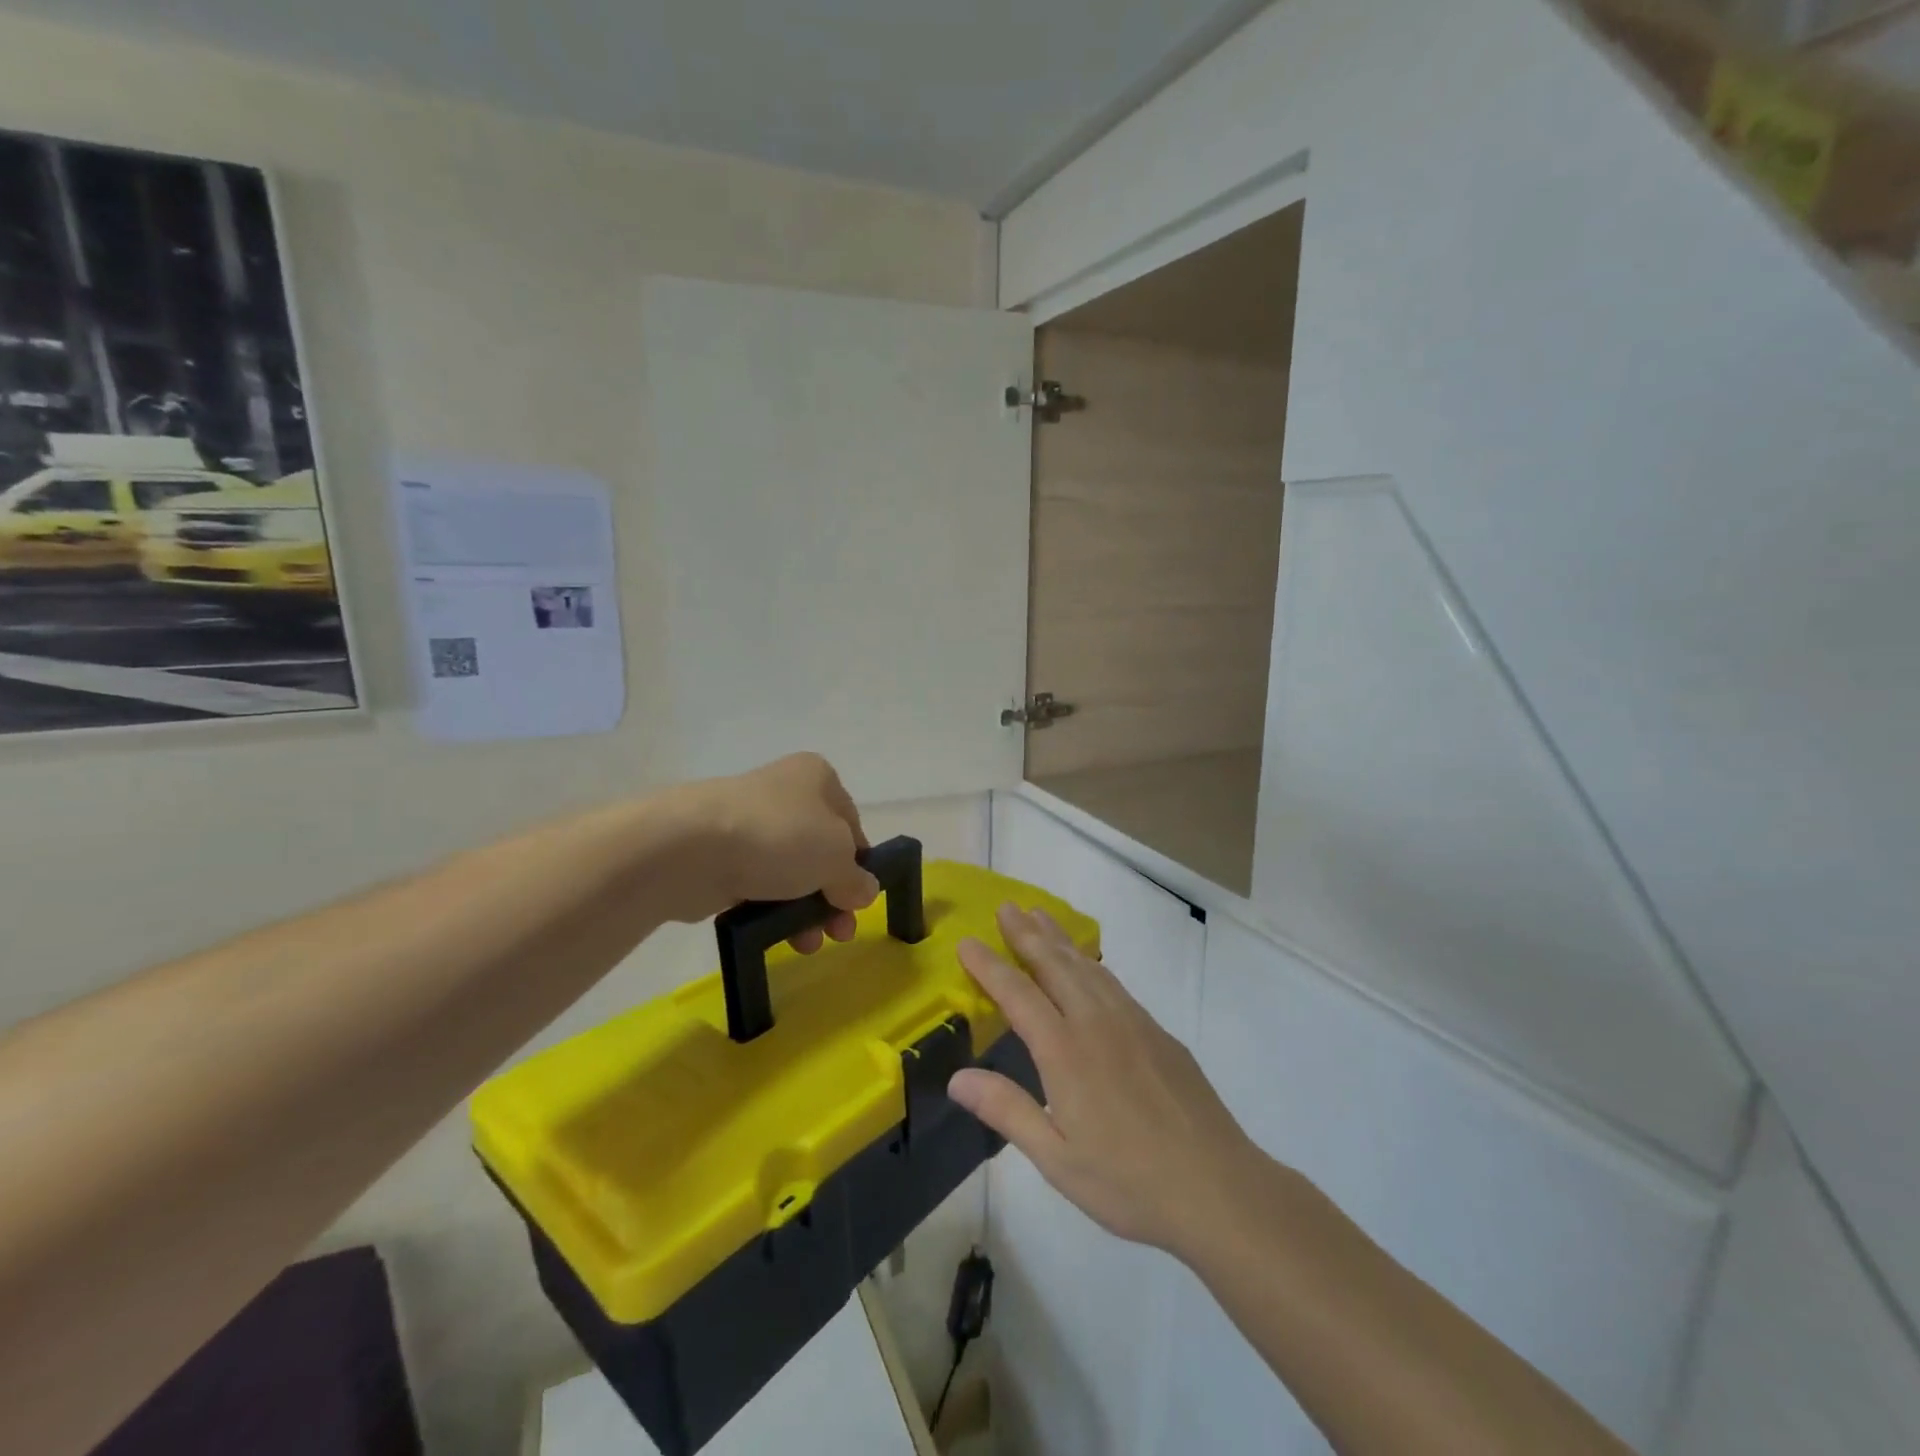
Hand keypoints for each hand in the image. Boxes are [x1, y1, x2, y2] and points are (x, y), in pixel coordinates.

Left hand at [665, 753, 879, 951]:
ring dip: (806, 911)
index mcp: (817, 778)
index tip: (859, 898)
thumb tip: (864, 891)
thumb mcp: (836, 856)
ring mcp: (749, 825)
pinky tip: (778, 937)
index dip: (860, 864)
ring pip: (790, 873)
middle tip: (839, 932)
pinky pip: (757, 886)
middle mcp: (784, 794)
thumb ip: (857, 878)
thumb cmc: (779, 837)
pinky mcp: (720, 856)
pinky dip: (771, 910)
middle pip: (821, 852)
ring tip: (807, 943)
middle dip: (833, 896)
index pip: (851, 823)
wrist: (690, 848)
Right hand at [949, 904, 1263, 1257]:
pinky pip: (1113, 982)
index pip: (1018, 994)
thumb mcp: (1056, 1158)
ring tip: (1039, 917)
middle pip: (1054, 964)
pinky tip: (1087, 965)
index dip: (989, 966)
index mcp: (1065, 1051)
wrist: (1217, 1186)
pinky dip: (1090, 962)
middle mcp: (1096, 1023)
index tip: (966, 941)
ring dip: (1059, 938)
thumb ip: (1006, 1110)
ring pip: (1087, 966)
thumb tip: (956, 1078)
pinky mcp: (1158, 1031)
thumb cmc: (1127, 1181)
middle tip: (1006, 906)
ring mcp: (1132, 1022)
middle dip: (1026, 933)